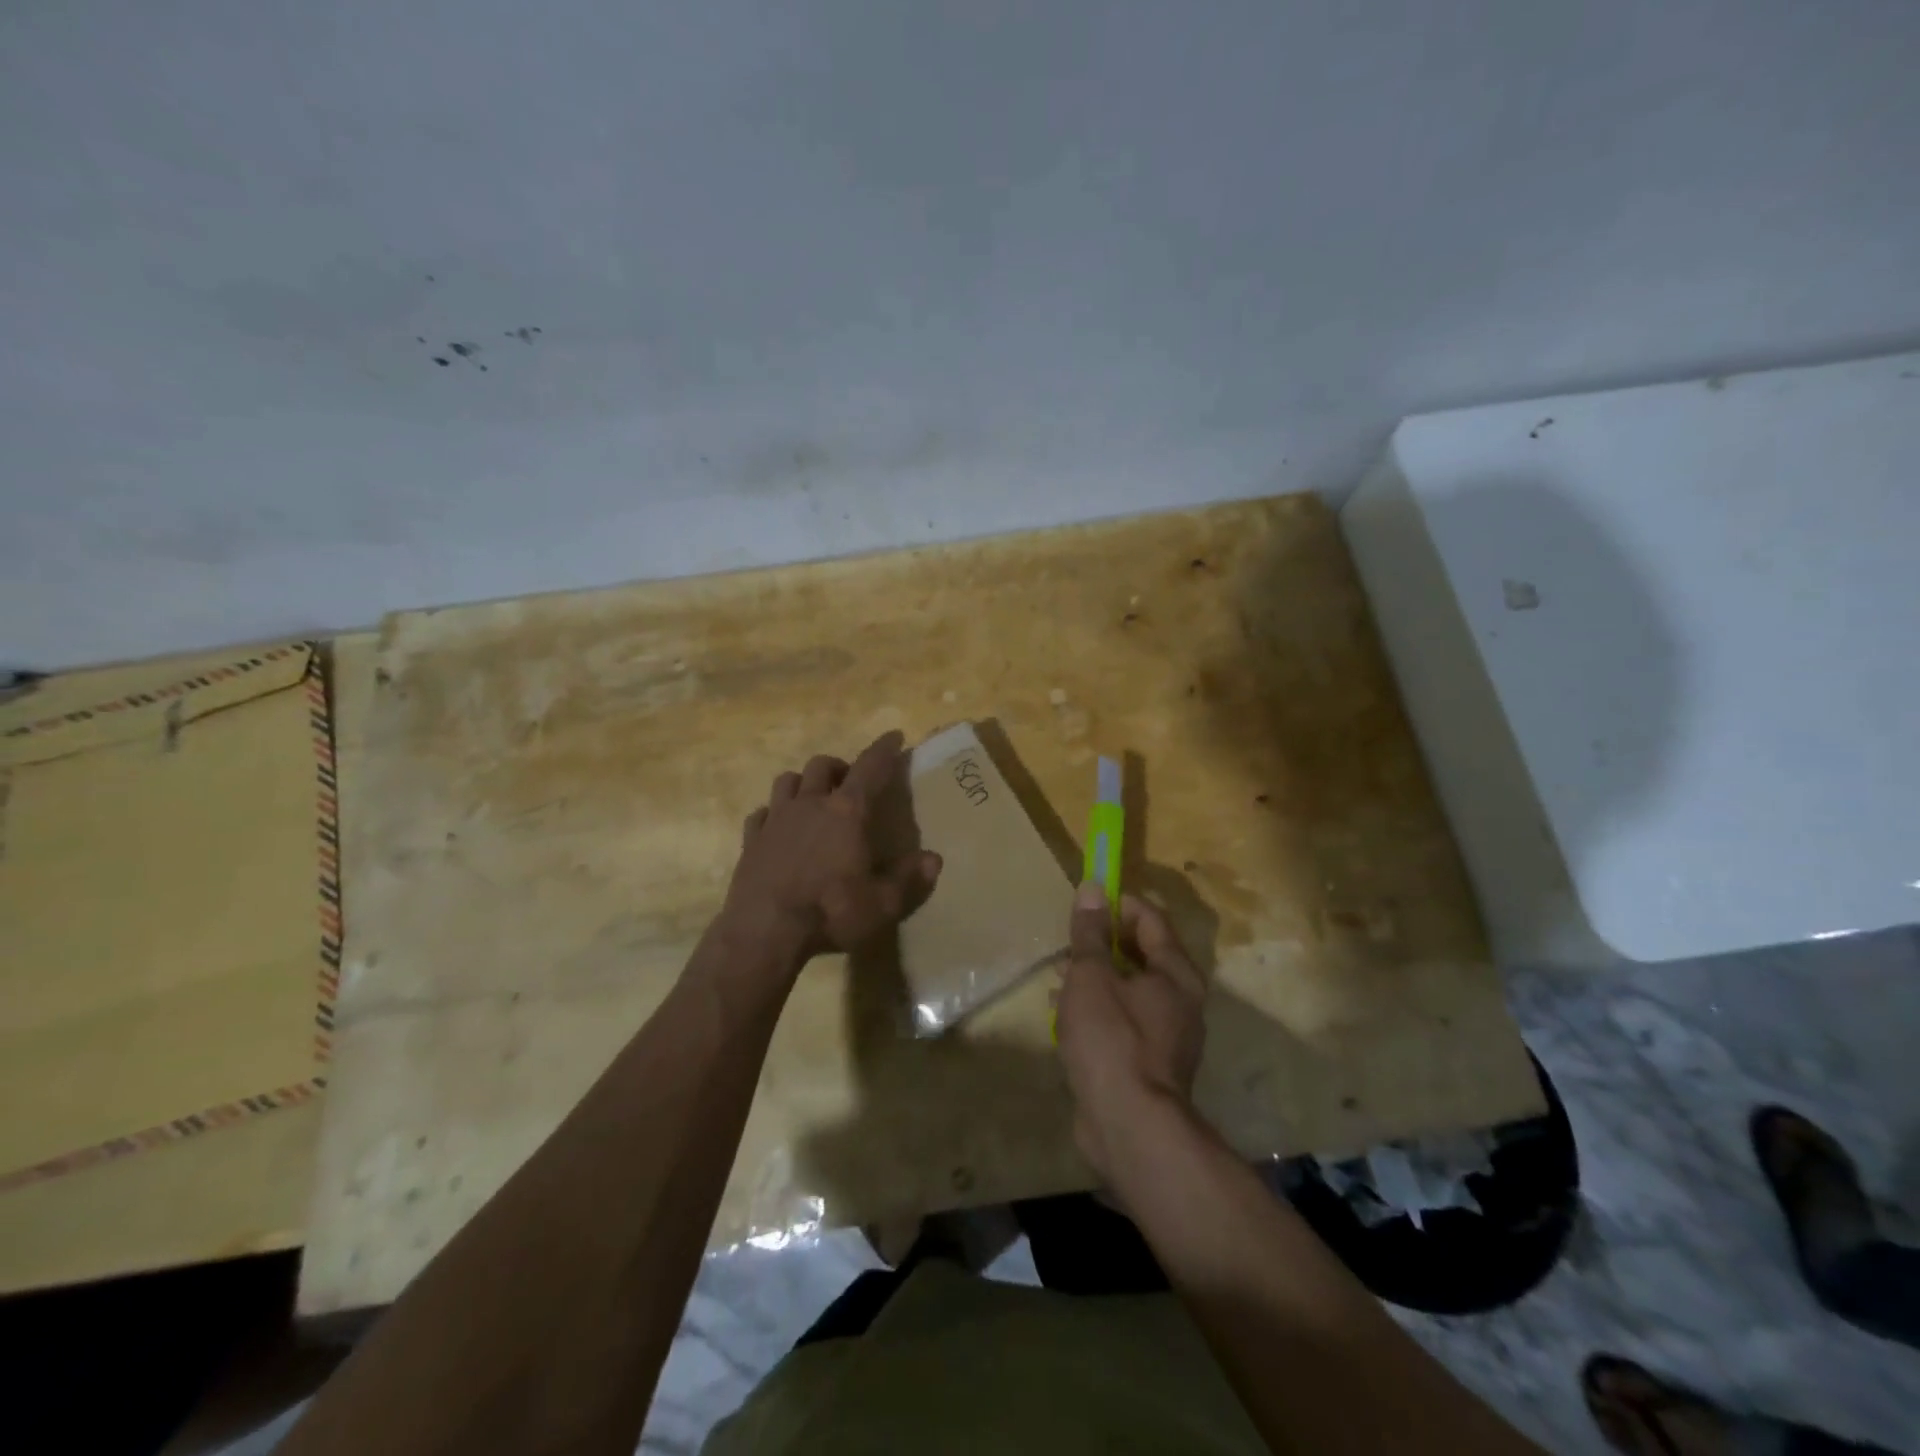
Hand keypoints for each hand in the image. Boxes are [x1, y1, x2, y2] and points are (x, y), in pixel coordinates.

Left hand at [718, 730, 941, 970]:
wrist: (764, 932)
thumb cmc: (830, 912)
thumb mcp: (882, 904)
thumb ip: (909, 879)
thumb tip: (934, 859)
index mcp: (847, 812)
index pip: (870, 767)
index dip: (884, 749)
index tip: (894, 735)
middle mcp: (810, 804)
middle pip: (822, 765)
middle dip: (840, 767)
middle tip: (849, 782)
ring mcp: (776, 819)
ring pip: (788, 780)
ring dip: (804, 783)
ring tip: (813, 798)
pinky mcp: (751, 840)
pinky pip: (761, 813)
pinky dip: (774, 813)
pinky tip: (779, 828)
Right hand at [1056, 882, 1206, 1181]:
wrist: (1131, 1128)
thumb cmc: (1112, 1039)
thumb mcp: (1091, 976)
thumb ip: (1090, 933)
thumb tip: (1092, 888)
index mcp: (1176, 973)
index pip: (1152, 919)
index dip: (1119, 905)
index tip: (1086, 903)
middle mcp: (1181, 1001)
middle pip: (1143, 955)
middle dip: (1103, 945)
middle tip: (1069, 943)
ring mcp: (1169, 1037)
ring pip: (1131, 991)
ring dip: (1097, 979)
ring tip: (1059, 979)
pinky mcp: (1150, 1065)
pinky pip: (1125, 1023)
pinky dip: (1100, 1011)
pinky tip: (1066, 1019)